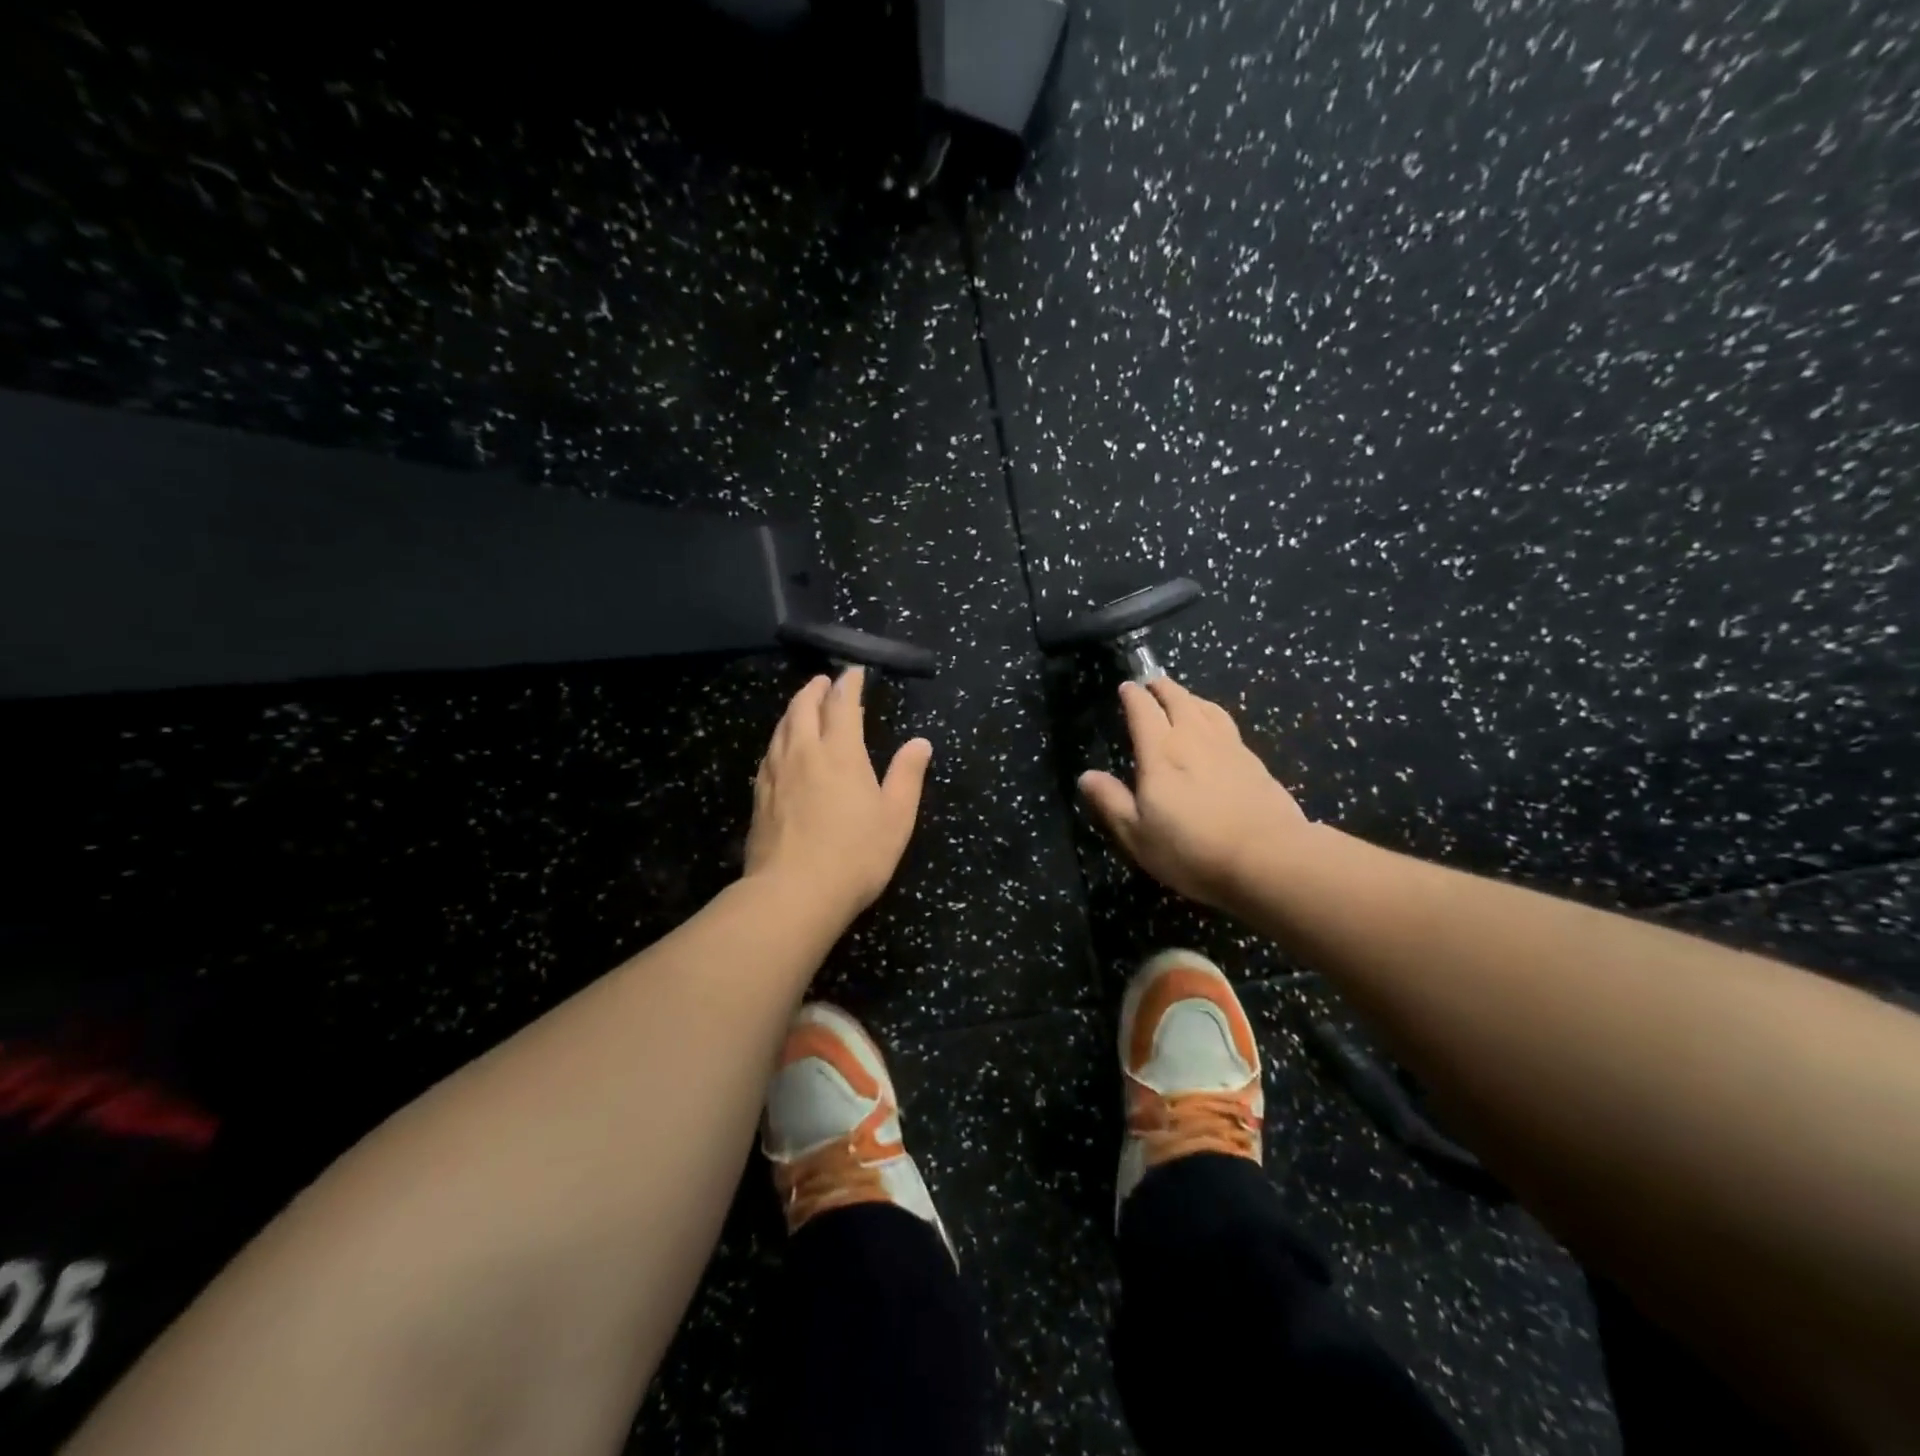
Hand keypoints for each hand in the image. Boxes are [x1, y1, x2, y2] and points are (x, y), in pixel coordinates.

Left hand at [745, 668, 932, 919]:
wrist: (793, 893)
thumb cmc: (855, 855)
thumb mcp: (896, 817)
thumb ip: (907, 775)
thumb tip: (920, 743)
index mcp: (840, 752)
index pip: (842, 705)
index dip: (849, 684)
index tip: (853, 673)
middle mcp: (804, 753)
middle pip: (804, 708)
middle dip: (815, 690)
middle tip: (824, 682)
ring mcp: (776, 773)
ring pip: (782, 727)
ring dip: (794, 709)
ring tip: (803, 706)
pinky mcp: (759, 796)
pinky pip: (769, 752)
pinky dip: (779, 737)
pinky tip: (782, 748)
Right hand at [1079, 676, 1307, 910]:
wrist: (1268, 858)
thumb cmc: (1192, 849)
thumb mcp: (1138, 834)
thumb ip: (1111, 802)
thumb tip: (1086, 776)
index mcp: (1161, 753)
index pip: (1143, 711)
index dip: (1133, 696)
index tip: (1126, 687)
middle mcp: (1194, 739)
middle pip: (1178, 700)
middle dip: (1163, 687)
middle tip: (1153, 682)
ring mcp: (1229, 747)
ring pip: (1207, 708)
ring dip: (1191, 697)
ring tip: (1183, 697)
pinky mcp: (1255, 762)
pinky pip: (1228, 725)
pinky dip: (1214, 716)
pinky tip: (1216, 729)